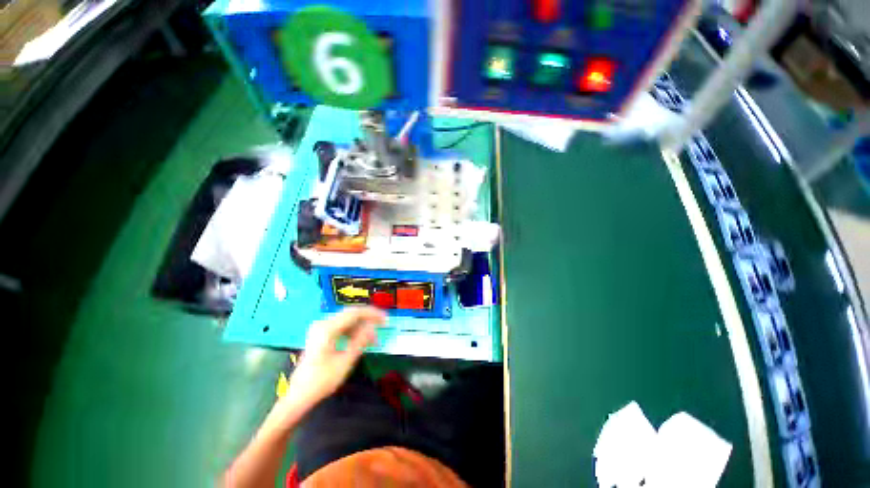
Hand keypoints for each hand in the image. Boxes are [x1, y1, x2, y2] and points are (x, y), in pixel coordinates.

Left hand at [285, 307, 385, 410]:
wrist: (298, 395)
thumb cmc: (322, 381)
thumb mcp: (345, 361)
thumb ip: (360, 340)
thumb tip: (373, 326)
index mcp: (327, 328)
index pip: (354, 313)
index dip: (372, 314)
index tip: (385, 319)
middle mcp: (323, 324)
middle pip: (350, 313)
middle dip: (368, 318)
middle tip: (382, 324)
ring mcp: (320, 328)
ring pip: (347, 320)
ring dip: (361, 326)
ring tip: (373, 337)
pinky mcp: (320, 334)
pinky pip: (341, 326)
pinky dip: (353, 331)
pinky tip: (360, 339)